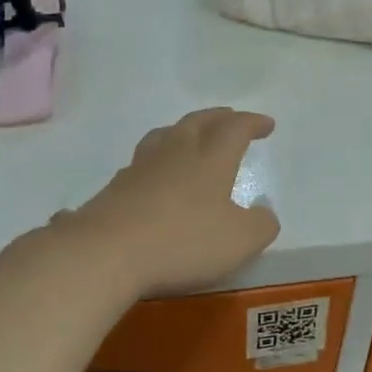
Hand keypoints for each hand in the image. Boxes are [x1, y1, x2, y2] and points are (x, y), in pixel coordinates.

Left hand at [64, 108, 280, 297]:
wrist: (105, 253)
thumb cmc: (182, 242)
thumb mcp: (239, 241)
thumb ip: (260, 225)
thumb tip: (264, 213)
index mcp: (210, 159)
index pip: (235, 129)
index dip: (252, 123)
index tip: (266, 125)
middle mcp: (175, 153)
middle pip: (198, 122)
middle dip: (218, 117)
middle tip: (230, 118)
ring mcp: (140, 168)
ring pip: (164, 135)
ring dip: (183, 130)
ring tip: (189, 137)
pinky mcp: (115, 188)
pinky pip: (141, 162)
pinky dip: (156, 160)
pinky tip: (155, 176)